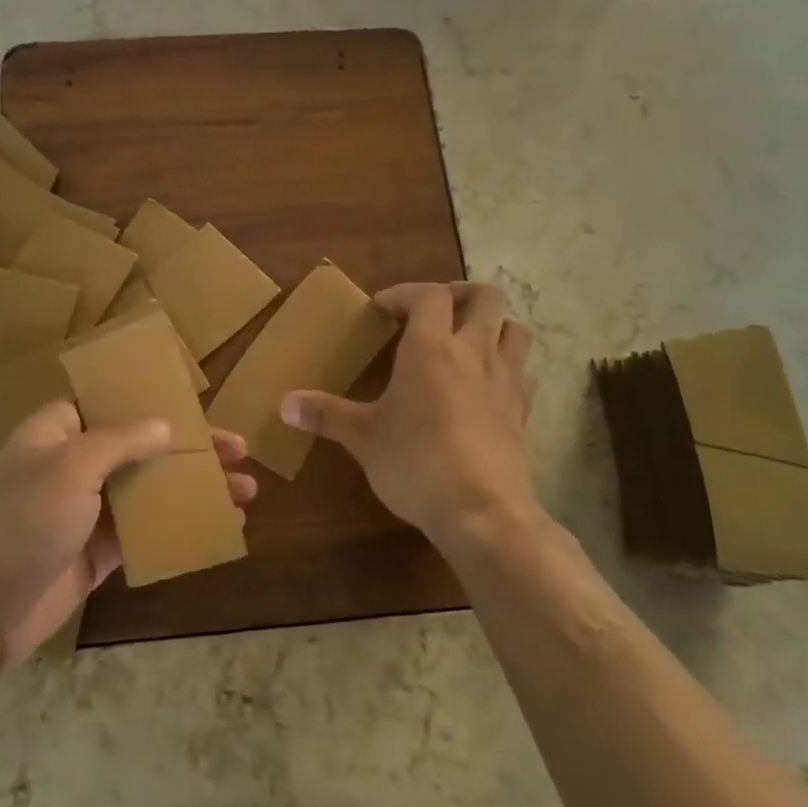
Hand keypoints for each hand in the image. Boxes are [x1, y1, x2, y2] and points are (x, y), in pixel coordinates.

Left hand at [0, 400, 256, 670]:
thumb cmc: (21, 524)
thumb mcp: (69, 468)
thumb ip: (119, 442)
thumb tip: (164, 426)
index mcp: (57, 432)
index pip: (109, 403)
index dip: (151, 400)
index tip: (195, 403)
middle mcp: (73, 464)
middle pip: (140, 445)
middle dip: (190, 448)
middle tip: (239, 450)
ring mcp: (86, 509)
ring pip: (149, 489)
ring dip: (194, 488)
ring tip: (245, 491)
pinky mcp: (98, 550)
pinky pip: (146, 530)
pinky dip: (180, 526)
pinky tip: (219, 527)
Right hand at [280, 282, 537, 550]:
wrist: (483, 514)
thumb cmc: (415, 463)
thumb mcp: (362, 438)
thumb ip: (325, 415)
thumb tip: (284, 404)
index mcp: (431, 349)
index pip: (428, 295)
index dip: (404, 292)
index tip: (381, 309)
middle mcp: (474, 354)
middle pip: (486, 296)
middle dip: (459, 294)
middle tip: (433, 312)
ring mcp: (506, 383)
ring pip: (516, 329)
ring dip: (493, 325)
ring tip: (466, 341)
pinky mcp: (523, 414)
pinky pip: (523, 373)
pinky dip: (508, 367)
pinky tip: (486, 387)